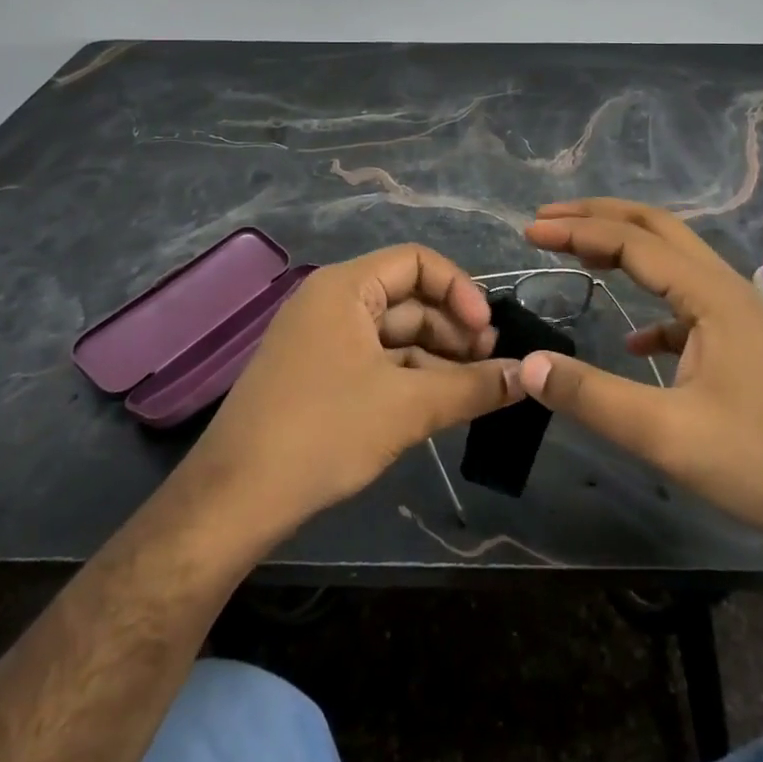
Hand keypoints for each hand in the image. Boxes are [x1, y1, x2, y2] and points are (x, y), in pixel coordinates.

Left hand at [175, 244, 522, 545]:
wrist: (233, 500)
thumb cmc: (323, 432)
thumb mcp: (407, 407)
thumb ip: (473, 387)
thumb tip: (529, 376)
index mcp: (346, 287)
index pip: (417, 261)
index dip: (459, 290)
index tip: (488, 331)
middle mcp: (332, 302)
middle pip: (408, 298)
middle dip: (453, 328)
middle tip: (491, 366)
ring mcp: (321, 340)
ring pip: (394, 334)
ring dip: (436, 356)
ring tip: (474, 389)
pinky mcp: (317, 375)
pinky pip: (375, 360)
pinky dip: (409, 376)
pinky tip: (439, 403)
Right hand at [515, 199, 762, 582]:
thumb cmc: (755, 462)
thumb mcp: (664, 434)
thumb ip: (591, 396)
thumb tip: (527, 366)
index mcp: (711, 294)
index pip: (632, 241)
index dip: (577, 231)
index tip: (530, 232)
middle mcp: (726, 287)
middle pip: (657, 228)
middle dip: (600, 217)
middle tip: (548, 221)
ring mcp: (738, 313)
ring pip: (674, 259)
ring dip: (625, 248)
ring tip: (578, 253)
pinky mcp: (742, 342)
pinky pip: (688, 302)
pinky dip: (652, 303)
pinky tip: (633, 339)